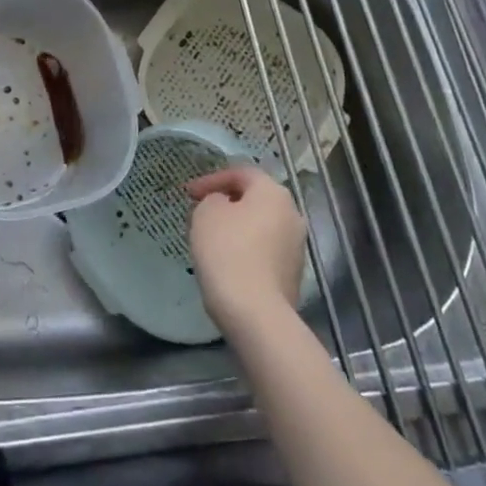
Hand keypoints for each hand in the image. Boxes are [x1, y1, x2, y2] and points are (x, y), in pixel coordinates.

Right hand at [186, 166, 307, 334]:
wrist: (255, 313)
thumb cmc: (227, 251)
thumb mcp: (207, 212)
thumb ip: (213, 199)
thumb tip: (225, 206)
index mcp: (273, 192)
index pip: (240, 173)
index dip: (211, 179)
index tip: (188, 194)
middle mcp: (292, 214)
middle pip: (254, 199)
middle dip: (226, 203)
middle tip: (200, 212)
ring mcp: (296, 247)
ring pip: (260, 226)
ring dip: (236, 227)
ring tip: (210, 239)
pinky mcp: (293, 274)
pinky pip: (264, 251)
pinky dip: (246, 250)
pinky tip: (227, 263)